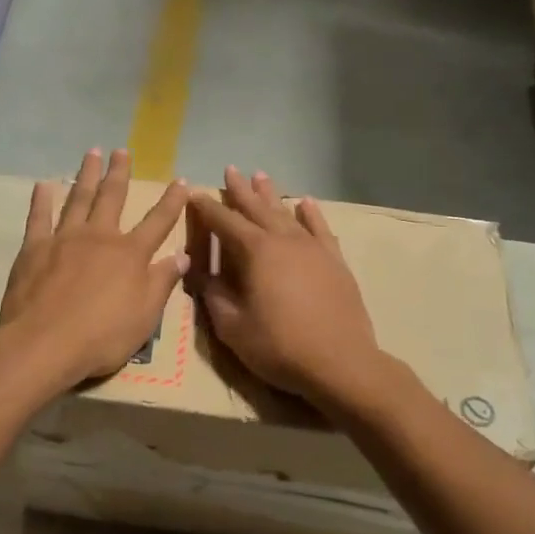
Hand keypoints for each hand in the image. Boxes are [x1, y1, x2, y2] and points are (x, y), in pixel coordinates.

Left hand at [0, 148, 190, 387]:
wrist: (45, 343)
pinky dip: (41, 199)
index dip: (172, 201)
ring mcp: (64, 238)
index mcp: (130, 254)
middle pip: (112, 197)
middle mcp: (99, 237)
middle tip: (122, 150)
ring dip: (86, 175)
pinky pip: (39, 217)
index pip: (158, 222)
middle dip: (119, 173)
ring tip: (91, 153)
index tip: (182, 181)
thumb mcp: (145, 316)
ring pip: (78, 198)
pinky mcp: (34, 248)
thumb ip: (162, 282)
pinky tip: (44, 184)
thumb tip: (182, 255)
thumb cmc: (102, 336)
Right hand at [186, 167, 383, 406]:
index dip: (207, 208)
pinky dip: (311, 214)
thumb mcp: (232, 326)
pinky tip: (305, 203)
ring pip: (287, 213)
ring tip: (260, 175)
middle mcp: (284, 240)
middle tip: (229, 170)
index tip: (194, 194)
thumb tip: (199, 273)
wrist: (341, 363)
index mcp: (255, 252)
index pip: (224, 222)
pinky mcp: (335, 261)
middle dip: (240, 190)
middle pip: (257, 208)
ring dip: (271, 195)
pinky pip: (320, 229)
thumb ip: (214, 296)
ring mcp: (313, 248)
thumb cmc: (279, 346)